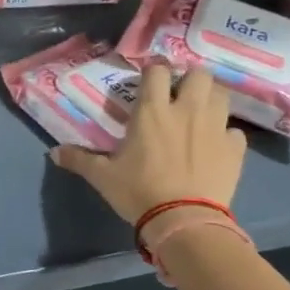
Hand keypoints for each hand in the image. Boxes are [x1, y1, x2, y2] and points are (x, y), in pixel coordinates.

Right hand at [51, 63, 246, 222]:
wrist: (184, 220)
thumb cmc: (138, 191)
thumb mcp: (103, 176)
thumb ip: (79, 160)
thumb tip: (53, 153)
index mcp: (152, 111)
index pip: (157, 70)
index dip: (154, 69)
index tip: (149, 77)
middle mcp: (186, 110)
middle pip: (198, 74)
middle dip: (189, 78)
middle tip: (179, 94)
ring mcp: (215, 127)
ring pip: (221, 94)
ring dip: (210, 99)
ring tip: (200, 113)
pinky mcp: (235, 148)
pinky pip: (234, 130)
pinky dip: (225, 133)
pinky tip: (215, 144)